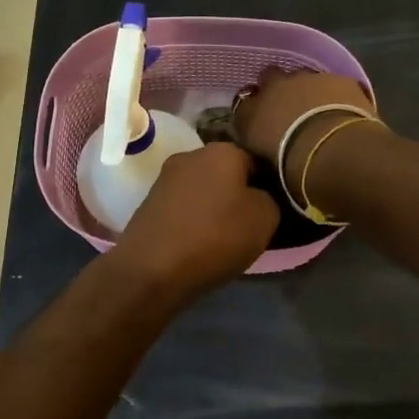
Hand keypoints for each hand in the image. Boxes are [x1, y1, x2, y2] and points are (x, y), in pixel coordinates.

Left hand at [107, 143, 278, 299]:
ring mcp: (165, 177)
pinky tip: (197, 241)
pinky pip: (183, 206)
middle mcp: (191, 155)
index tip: (268, 211)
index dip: (266, 185)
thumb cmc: (216, 237)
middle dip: (236, 194)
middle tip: (247, 225)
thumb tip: (257, 197)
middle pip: (225, 173)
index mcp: (222, 150)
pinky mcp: (149, 201)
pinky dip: (192, 219)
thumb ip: (269, 199)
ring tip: (221, 237)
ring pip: (202, 189)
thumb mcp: (264, 218)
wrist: (152, 268)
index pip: (255, 161)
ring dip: (213, 207)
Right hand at [233, 68, 378, 180]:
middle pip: (269, 77)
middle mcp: (273, 88)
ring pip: (302, 77)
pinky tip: (345, 111)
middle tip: (288, 108)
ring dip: (307, 89)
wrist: (332, 151)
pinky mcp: (339, 80)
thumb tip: (262, 146)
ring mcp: (307, 79)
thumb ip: (259, 148)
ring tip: (319, 111)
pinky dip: (336, 94)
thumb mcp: (264, 164)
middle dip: (277, 88)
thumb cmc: (291, 167)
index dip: (253, 110)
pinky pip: (334, 83)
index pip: (243, 103)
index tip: (261, 121)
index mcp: (249, 112)